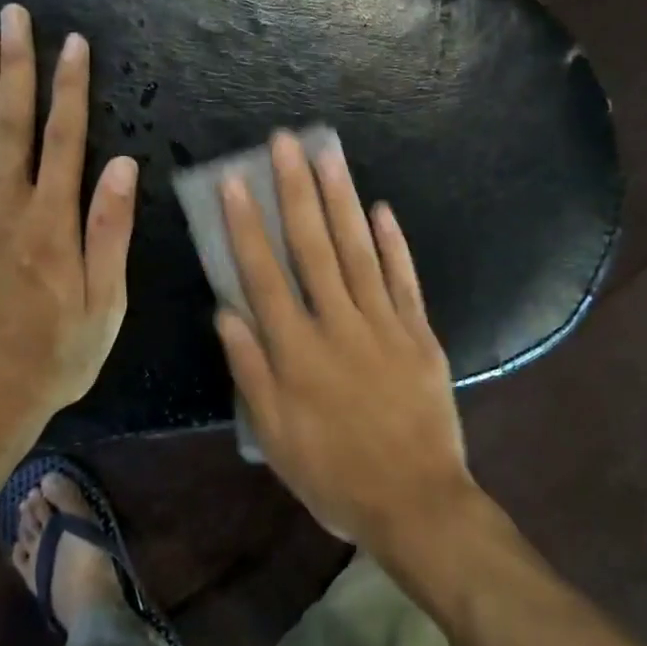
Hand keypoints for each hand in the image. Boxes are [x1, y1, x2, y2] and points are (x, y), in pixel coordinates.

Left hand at [0, 4, 136, 455]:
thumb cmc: (60, 353)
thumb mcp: (106, 302)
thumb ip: (111, 231)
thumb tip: (123, 165)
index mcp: (51, 224)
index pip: (63, 139)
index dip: (68, 88)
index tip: (73, 43)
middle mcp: (4, 210)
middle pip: (9, 125)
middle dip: (15, 66)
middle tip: (14, 16)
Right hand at [214, 132, 476, 548]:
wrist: (415, 501)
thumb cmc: (334, 475)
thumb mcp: (275, 436)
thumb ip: (251, 370)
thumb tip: (227, 312)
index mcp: (297, 351)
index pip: (264, 275)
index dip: (247, 227)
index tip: (236, 183)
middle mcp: (339, 325)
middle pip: (313, 247)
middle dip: (296, 191)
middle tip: (284, 143)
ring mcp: (385, 325)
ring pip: (358, 251)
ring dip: (342, 200)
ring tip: (328, 155)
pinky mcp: (420, 333)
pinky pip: (404, 279)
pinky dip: (393, 243)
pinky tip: (381, 209)